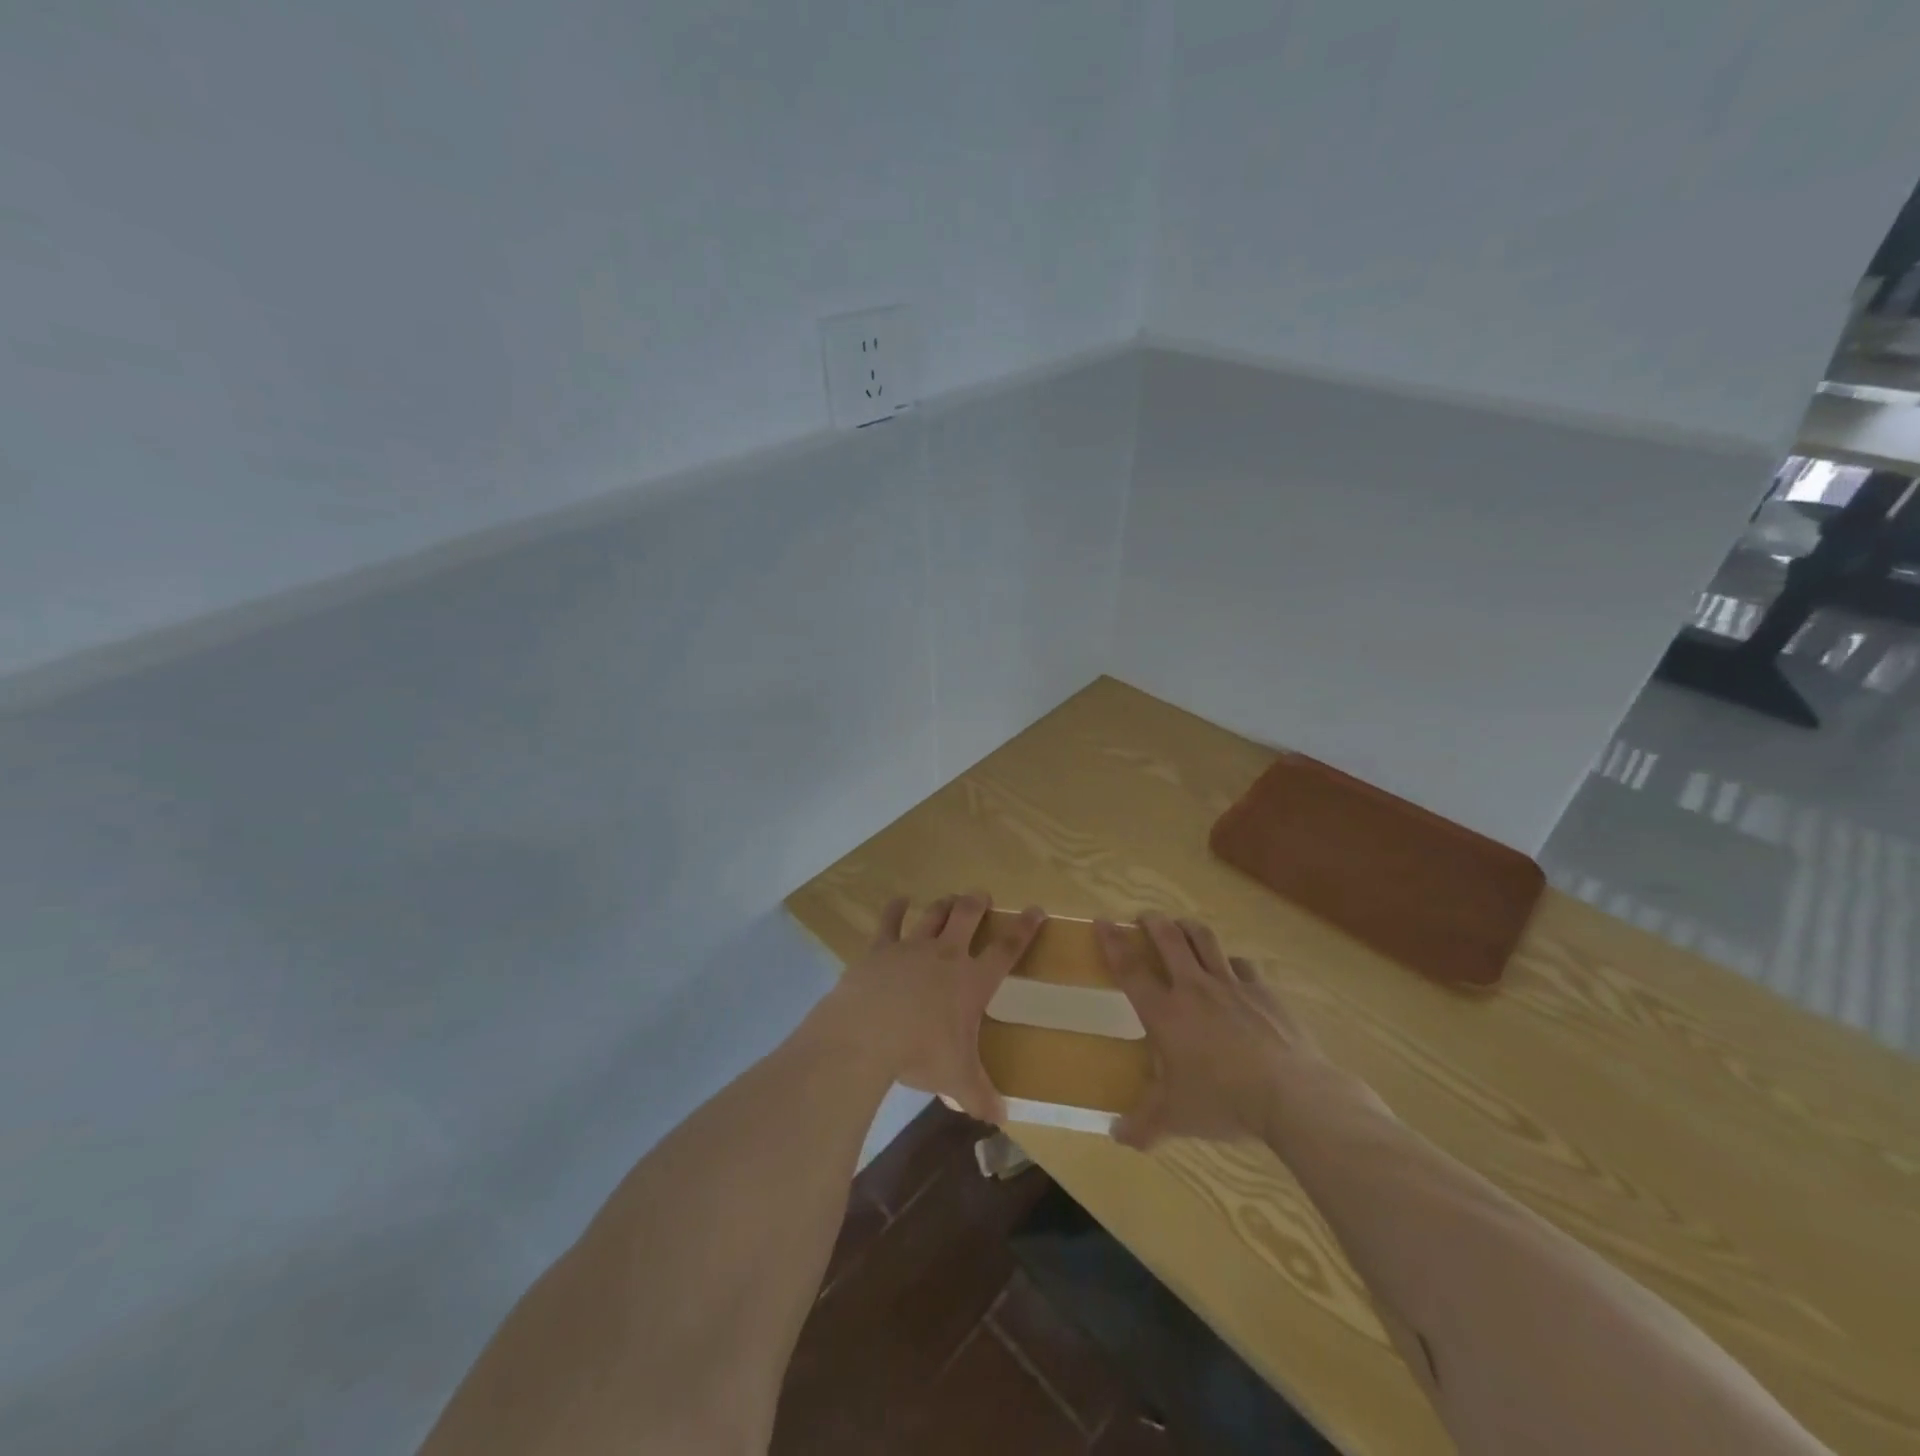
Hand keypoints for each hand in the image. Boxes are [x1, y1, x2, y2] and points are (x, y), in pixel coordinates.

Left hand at [811, 893, 1043, 1122]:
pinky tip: (899, 900)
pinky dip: (896, 908)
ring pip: (934, 913)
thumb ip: (980, 1096)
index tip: (1036, 909)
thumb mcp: (956, 1080)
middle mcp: (946, 954)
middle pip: (968, 916)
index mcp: (972, 981)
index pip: (1007, 949)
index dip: (1024, 928)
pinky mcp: (881, 948)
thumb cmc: (920, 1054)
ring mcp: (912, 946)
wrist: (867, 1033)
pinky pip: (890, 921)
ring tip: (950, 898)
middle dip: (978, 903)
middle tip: (982, 896)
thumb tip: (1002, 1120)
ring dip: (944, 904)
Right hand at [1097, 911, 1329, 1149]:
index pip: (1130, 968)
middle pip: (1168, 938)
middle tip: (1143, 917)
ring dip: (1188, 927)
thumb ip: (1143, 1126)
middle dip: (1152, 921)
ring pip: (1204, 939)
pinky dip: (1230, 962)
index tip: (1101, 921)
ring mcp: (1231, 985)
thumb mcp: (1176, 1119)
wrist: (1291, 1095)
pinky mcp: (1263, 991)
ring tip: (1181, 926)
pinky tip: (1231, 970)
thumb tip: (1116, 1137)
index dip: (1112, 942)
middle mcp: (1194, 988)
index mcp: (1165, 1013)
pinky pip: (1241, 965)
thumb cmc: (1223, 1102)